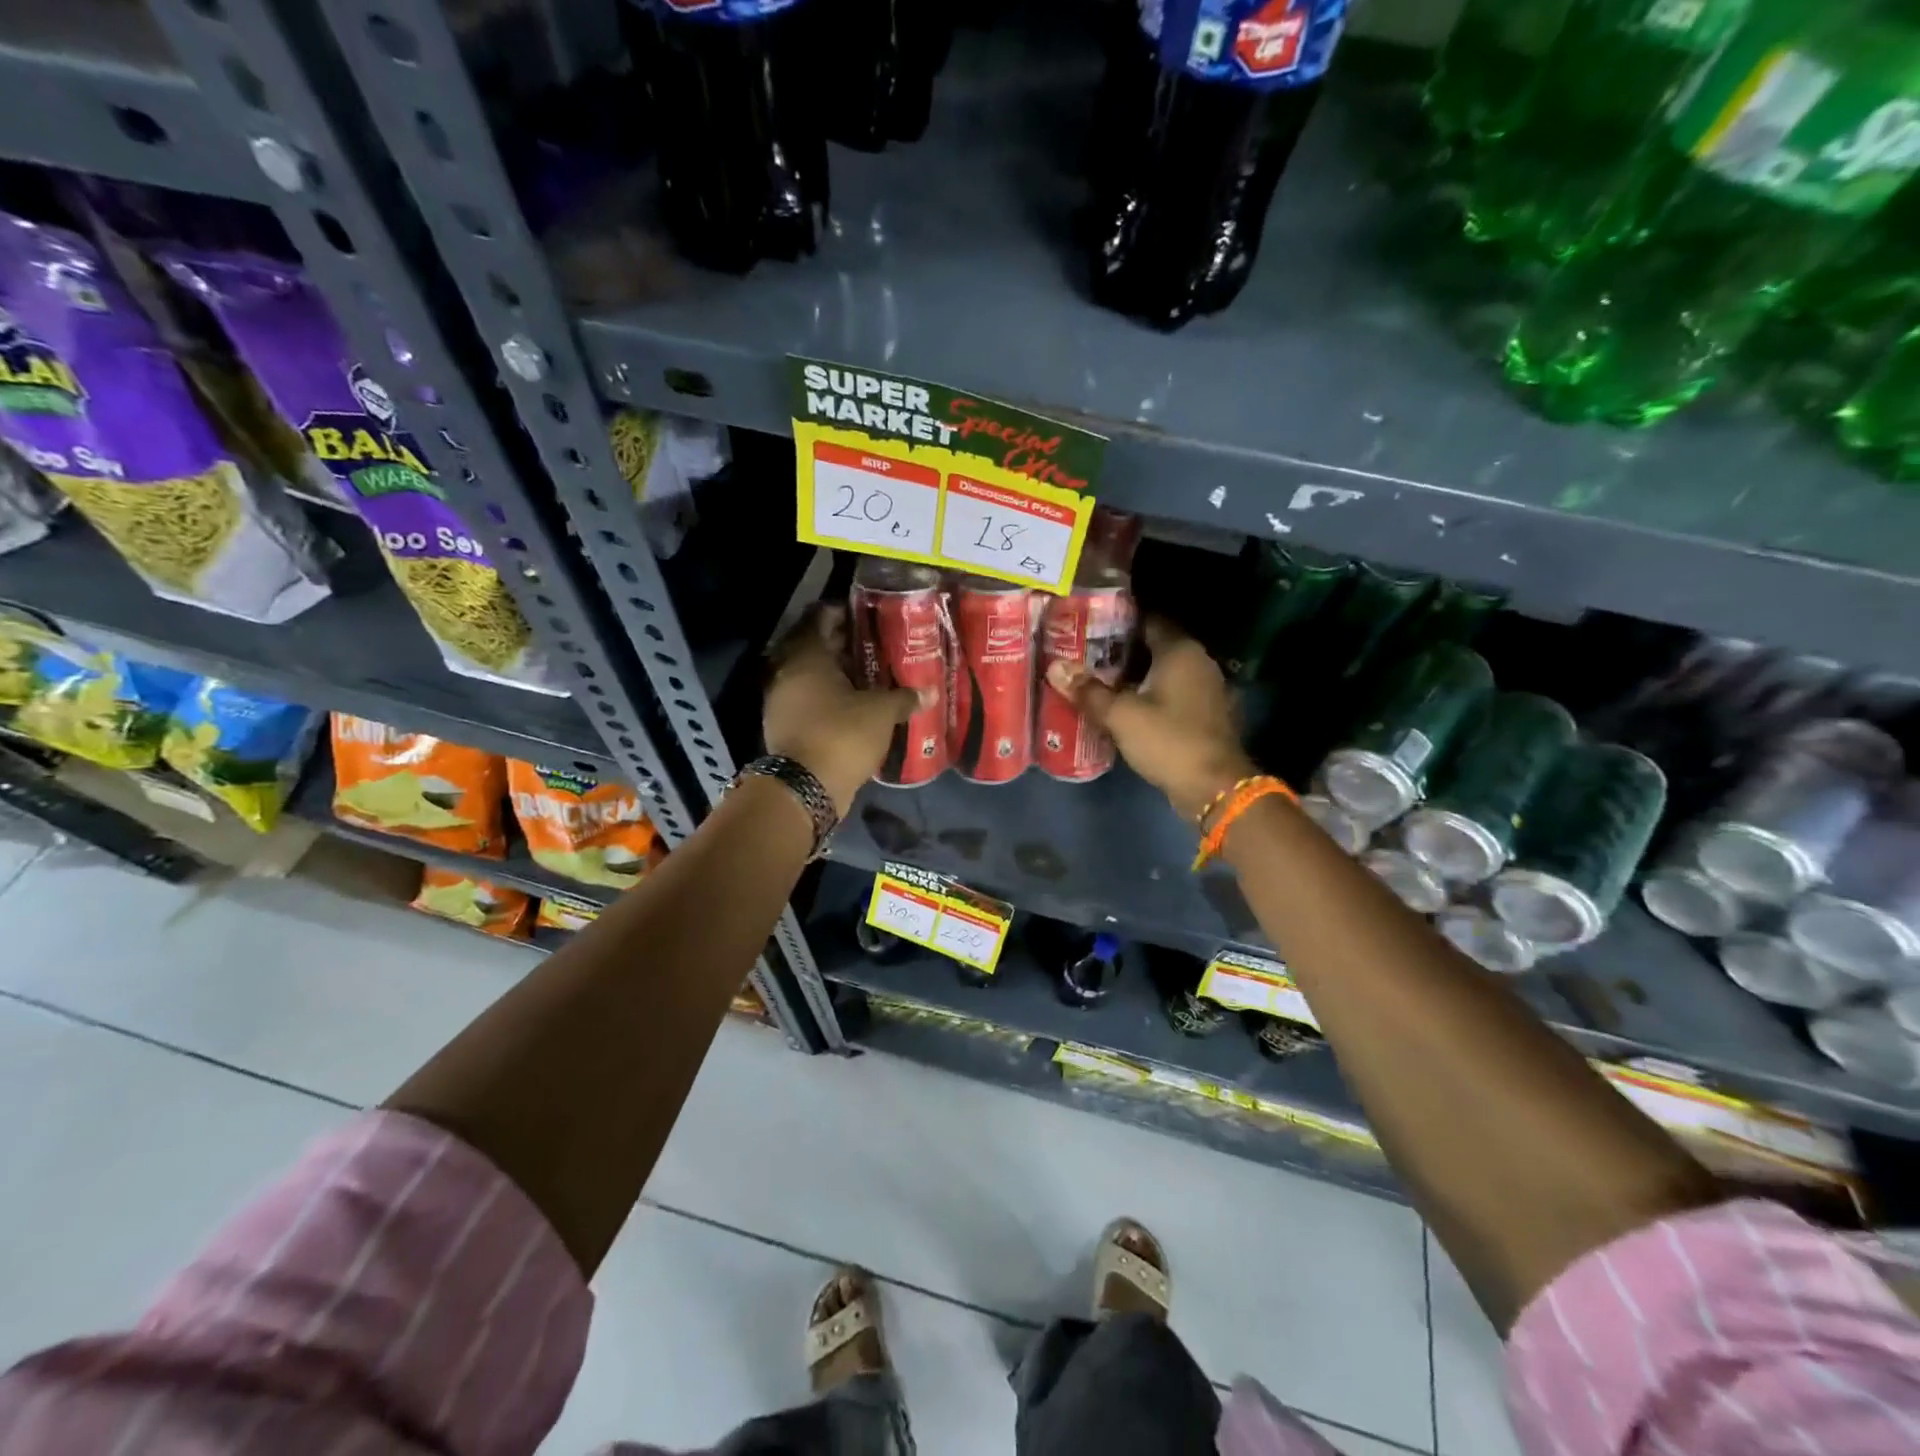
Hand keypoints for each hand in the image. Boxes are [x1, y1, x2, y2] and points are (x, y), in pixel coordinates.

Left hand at [764, 605, 922, 816]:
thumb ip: (903, 698)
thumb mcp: (880, 713)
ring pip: (810, 676)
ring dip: (836, 674)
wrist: (805, 788)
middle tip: (875, 646)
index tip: (868, 618)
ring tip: (869, 677)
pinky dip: (827, 698)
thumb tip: (930, 692)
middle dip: (843, 646)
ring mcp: (781, 700)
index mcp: (806, 656)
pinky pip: (807, 700)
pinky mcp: (784, 725)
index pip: (821, 618)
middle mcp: (787, 672)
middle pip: (815, 647)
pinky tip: (853, 705)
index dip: (844, 614)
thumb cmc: (842, 735)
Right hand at [1045, 616, 1254, 820]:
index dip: (1116, 622)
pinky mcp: (1204, 715)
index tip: (1087, 627)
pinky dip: (1148, 696)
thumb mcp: (1121, 716)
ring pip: (1161, 673)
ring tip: (1095, 681)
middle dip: (1119, 652)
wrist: (1214, 788)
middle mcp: (1198, 662)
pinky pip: (1170, 695)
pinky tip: (1122, 707)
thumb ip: (1088, 691)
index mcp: (1181, 651)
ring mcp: (1205, 690)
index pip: (1147, 621)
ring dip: (1132, 677)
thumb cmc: (1168, 741)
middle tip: (1083, 656)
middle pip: (1153, 647)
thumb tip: (1055, 668)